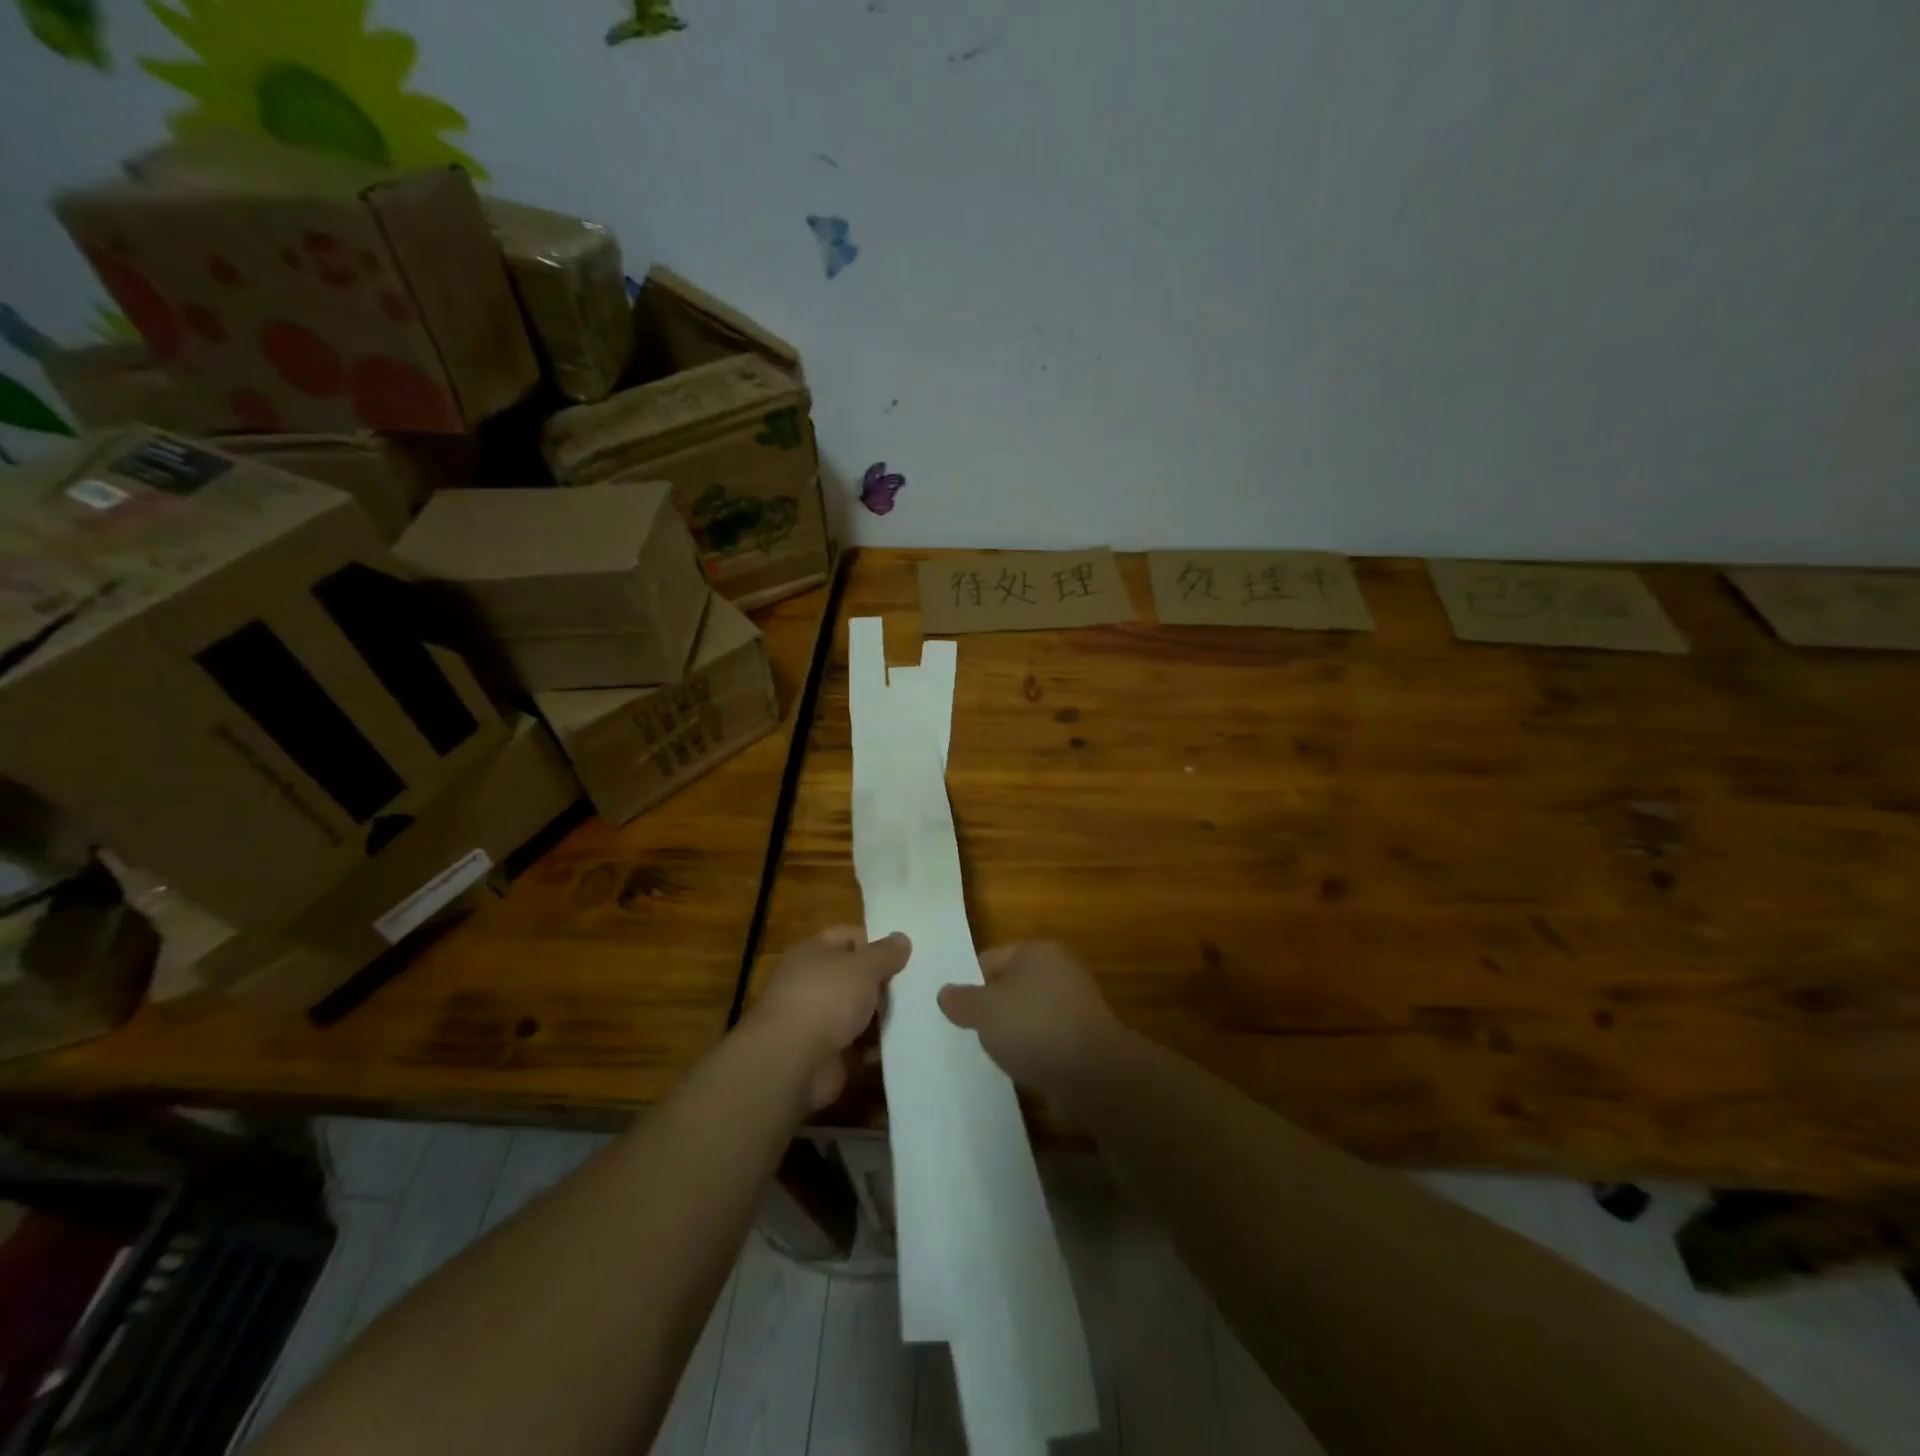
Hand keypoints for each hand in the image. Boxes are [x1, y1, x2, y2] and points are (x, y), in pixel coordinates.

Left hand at [747, 926, 910, 1110]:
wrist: (791, 1062)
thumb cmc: (826, 998)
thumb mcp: (863, 966)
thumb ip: (885, 953)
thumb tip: (902, 938)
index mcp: (812, 953)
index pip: (847, 937)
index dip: (875, 942)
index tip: (905, 954)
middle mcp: (811, 984)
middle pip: (854, 976)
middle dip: (883, 982)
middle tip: (918, 985)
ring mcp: (817, 1022)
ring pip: (858, 1012)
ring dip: (882, 1016)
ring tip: (919, 1013)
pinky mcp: (826, 1055)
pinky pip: (858, 1046)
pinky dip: (877, 1047)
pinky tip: (904, 1044)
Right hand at [937, 942, 1124, 1102]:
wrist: (1094, 1075)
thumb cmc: (1035, 1027)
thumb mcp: (985, 1011)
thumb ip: (962, 1000)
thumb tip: (945, 993)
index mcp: (1039, 951)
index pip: (990, 958)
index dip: (969, 983)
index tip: (954, 1011)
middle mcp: (1061, 970)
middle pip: (1012, 986)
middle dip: (992, 1009)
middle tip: (970, 1033)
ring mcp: (1077, 1005)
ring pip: (1030, 1014)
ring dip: (1014, 1032)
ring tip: (992, 1055)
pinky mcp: (1085, 1039)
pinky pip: (1047, 1040)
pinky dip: (1034, 1051)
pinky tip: (1020, 1069)